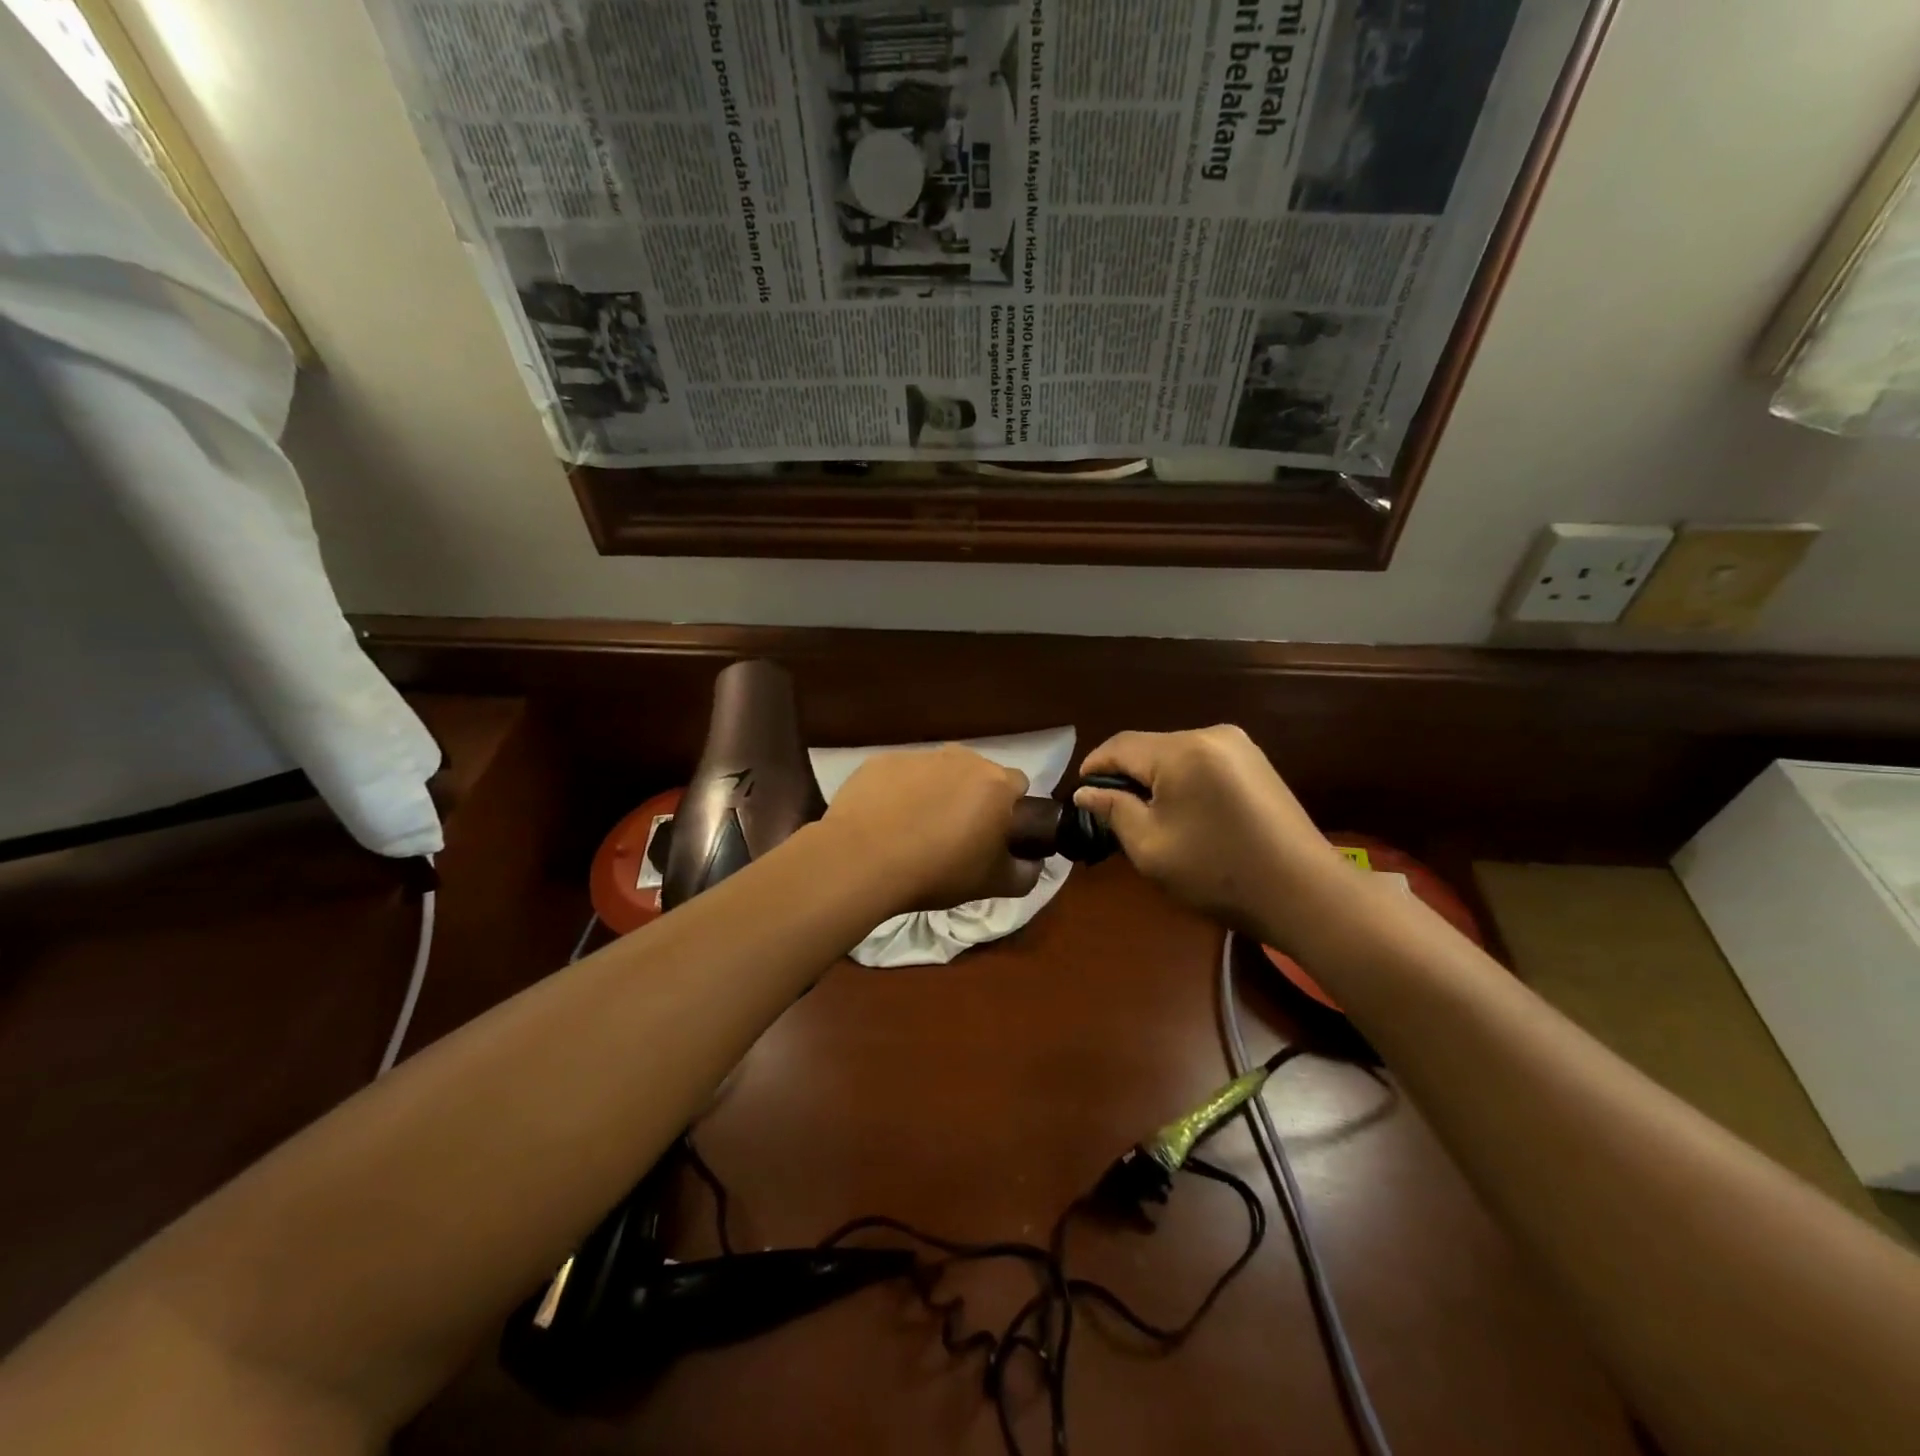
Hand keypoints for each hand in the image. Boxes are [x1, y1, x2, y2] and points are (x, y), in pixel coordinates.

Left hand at [820, 747, 1043, 912]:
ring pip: (938, 772)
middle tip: (955, 835)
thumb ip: (1026, 873)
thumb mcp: (994, 885)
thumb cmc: (937, 871)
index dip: (1010, 810)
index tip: (994, 834)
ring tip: (915, 829)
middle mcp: (961, 758)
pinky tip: (885, 821)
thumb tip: (1032, 862)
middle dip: (972, 798)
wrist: (863, 860)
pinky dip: (899, 792)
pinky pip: (900, 775)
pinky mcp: (881, 761)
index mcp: (995, 784)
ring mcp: (918, 756)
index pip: (1018, 785)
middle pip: (977, 774)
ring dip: (935, 792)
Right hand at [1073, 727, 1350, 940]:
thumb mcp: (1150, 847)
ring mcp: (1239, 746)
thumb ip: (1113, 810)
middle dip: (1126, 777)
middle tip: (1112, 816)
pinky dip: (1183, 783)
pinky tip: (1185, 815)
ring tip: (1147, 819)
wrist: (1304, 893)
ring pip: (1175, 755)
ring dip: (1154, 780)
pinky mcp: (1256, 763)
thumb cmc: (1218, 872)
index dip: (1093, 768)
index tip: (1079, 797)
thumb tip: (1086, 792)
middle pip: (1149, 748)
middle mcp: (1211, 734)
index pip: (1120, 745)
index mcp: (1182, 751)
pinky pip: (1202, 763)